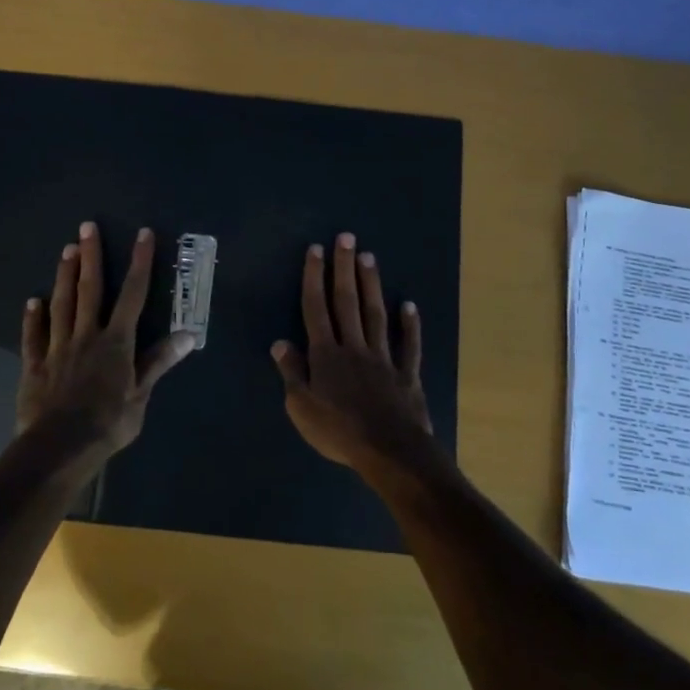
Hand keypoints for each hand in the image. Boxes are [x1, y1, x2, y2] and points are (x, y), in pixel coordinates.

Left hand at [18, 223, 195, 464]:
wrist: (59, 448)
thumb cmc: (107, 423)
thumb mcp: (141, 396)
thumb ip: (159, 362)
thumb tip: (189, 334)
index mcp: (117, 342)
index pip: (134, 295)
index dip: (140, 263)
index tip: (143, 234)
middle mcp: (87, 335)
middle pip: (91, 289)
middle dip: (91, 256)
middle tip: (86, 227)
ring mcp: (58, 348)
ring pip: (62, 304)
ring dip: (64, 276)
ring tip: (65, 250)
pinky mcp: (35, 366)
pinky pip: (34, 336)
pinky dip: (33, 318)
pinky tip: (32, 301)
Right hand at [272, 233, 435, 479]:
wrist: (390, 451)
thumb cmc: (339, 432)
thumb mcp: (302, 408)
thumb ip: (292, 373)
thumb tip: (280, 342)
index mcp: (326, 355)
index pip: (316, 309)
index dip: (314, 278)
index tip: (316, 250)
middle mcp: (354, 347)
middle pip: (347, 302)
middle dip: (344, 268)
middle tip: (346, 237)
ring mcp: (383, 358)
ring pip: (376, 315)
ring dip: (372, 285)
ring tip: (369, 257)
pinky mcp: (407, 374)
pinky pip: (408, 345)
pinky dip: (410, 325)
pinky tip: (409, 306)